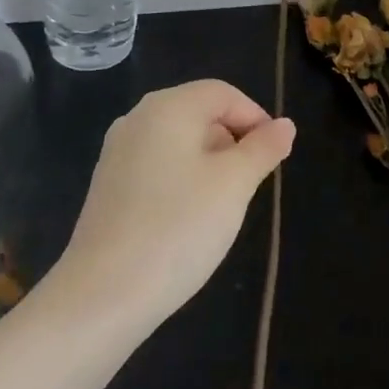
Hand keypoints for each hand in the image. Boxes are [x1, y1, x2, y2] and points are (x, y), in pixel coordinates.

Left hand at [54, 80, 293, 324]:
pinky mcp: (108, 185)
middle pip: (199, 113)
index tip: (274, 157)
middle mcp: (138, 118)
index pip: (223, 93)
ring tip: (222, 206)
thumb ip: (263, 149)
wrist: (103, 295)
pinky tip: (187, 219)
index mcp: (168, 106)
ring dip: (209, 163)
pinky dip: (181, 180)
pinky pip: (157, 166)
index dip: (255, 118)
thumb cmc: (179, 227)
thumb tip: (284, 125)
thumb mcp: (234, 185)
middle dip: (232, 141)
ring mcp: (117, 152)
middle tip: (250, 185)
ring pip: (178, 142)